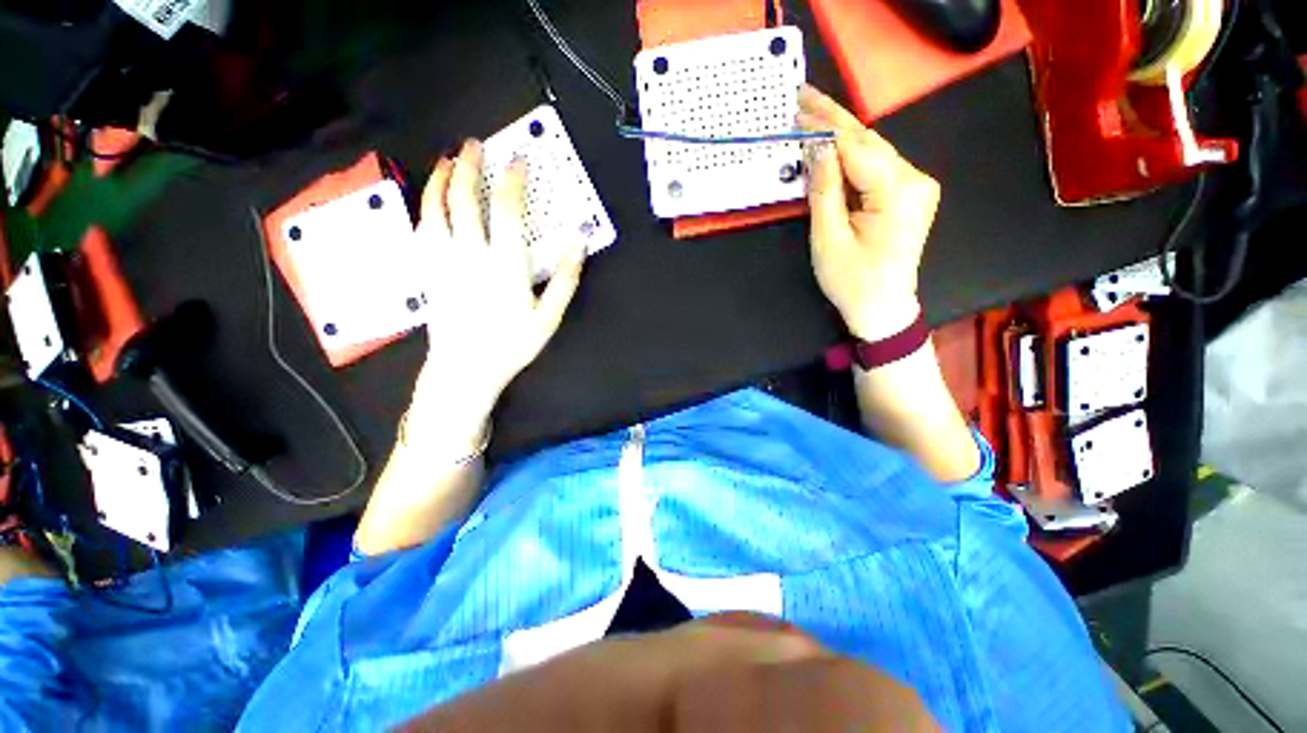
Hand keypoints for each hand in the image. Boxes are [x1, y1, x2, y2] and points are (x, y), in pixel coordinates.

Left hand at [411, 139, 584, 443]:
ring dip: (442, 179)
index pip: (508, 210)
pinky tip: (431, 199)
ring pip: (436, 207)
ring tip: (449, 160)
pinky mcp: (428, 269)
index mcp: (505, 264)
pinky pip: (422, 227)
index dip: (513, 181)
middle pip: (466, 199)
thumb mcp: (549, 315)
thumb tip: (578, 241)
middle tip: (474, 144)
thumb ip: (565, 278)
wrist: (465, 368)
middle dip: (470, 166)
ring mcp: (443, 259)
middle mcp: (471, 253)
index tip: (518, 160)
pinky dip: (427, 205)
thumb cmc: (512, 343)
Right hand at [798, 85, 939, 341]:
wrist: (882, 308)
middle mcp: (916, 180)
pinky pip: (877, 166)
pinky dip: (852, 155)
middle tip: (804, 99)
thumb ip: (824, 191)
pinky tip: (832, 146)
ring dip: (842, 135)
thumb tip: (817, 148)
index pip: (858, 148)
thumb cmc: (852, 282)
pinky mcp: (910, 193)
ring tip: (813, 116)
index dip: (827, 126)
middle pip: (869, 142)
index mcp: (899, 194)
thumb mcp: (829, 239)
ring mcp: (917, 185)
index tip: (800, 105)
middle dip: (834, 121)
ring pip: (874, 151)